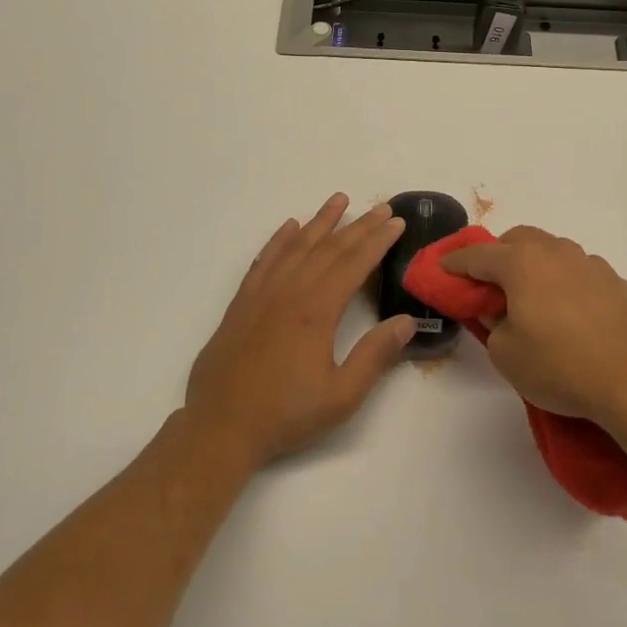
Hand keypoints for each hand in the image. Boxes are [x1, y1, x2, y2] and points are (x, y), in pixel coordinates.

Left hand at [186, 195, 416, 468]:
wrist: (221, 426)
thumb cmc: (286, 413)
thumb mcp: (341, 395)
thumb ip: (375, 356)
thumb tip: (406, 322)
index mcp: (317, 310)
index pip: (354, 263)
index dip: (378, 241)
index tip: (397, 223)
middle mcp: (290, 291)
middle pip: (329, 248)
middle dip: (359, 225)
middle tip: (381, 207)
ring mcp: (263, 293)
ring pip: (296, 246)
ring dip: (320, 221)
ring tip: (339, 200)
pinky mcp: (242, 302)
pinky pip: (264, 259)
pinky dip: (279, 240)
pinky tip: (289, 227)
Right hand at [443, 226, 626, 429]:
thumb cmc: (561, 368)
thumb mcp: (506, 354)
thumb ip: (491, 323)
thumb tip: (498, 309)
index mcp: (522, 263)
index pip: (478, 255)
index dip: (455, 262)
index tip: (442, 267)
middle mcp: (556, 252)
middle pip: (518, 240)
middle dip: (498, 255)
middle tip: (489, 284)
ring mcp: (590, 264)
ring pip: (552, 251)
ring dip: (534, 265)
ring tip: (531, 299)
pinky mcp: (616, 282)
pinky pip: (578, 271)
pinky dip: (563, 281)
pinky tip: (568, 312)